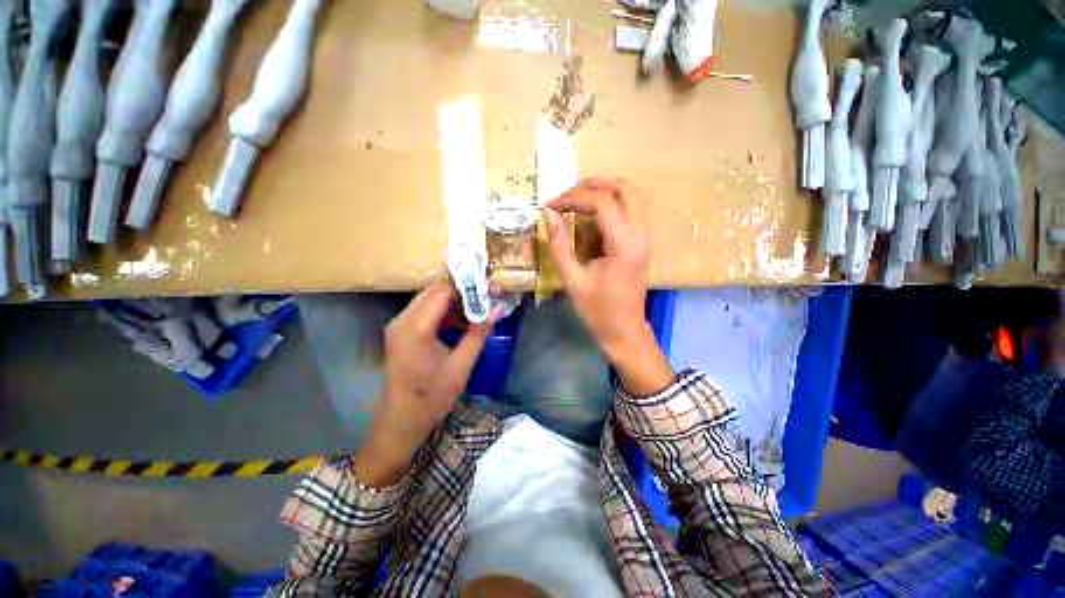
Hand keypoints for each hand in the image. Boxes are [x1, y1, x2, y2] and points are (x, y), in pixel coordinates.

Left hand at [353, 280, 491, 486]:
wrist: (401, 420)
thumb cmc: (431, 397)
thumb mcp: (461, 367)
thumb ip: (478, 334)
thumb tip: (496, 310)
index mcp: (416, 328)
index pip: (443, 291)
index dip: (467, 286)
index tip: (490, 289)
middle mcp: (402, 320)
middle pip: (434, 290)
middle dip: (462, 291)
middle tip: (486, 299)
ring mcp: (399, 324)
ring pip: (430, 298)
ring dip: (454, 301)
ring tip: (476, 312)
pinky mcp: (401, 331)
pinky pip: (425, 310)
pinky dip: (444, 311)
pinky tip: (460, 323)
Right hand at [544, 178, 673, 395]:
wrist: (624, 331)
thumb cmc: (598, 311)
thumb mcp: (572, 280)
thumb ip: (559, 245)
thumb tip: (548, 215)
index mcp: (624, 245)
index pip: (602, 203)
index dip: (573, 198)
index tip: (551, 206)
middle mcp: (641, 235)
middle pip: (624, 189)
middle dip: (593, 185)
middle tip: (566, 195)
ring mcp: (645, 237)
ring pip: (631, 195)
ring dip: (604, 190)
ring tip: (576, 198)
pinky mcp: (642, 242)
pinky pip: (631, 209)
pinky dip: (611, 202)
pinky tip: (591, 212)